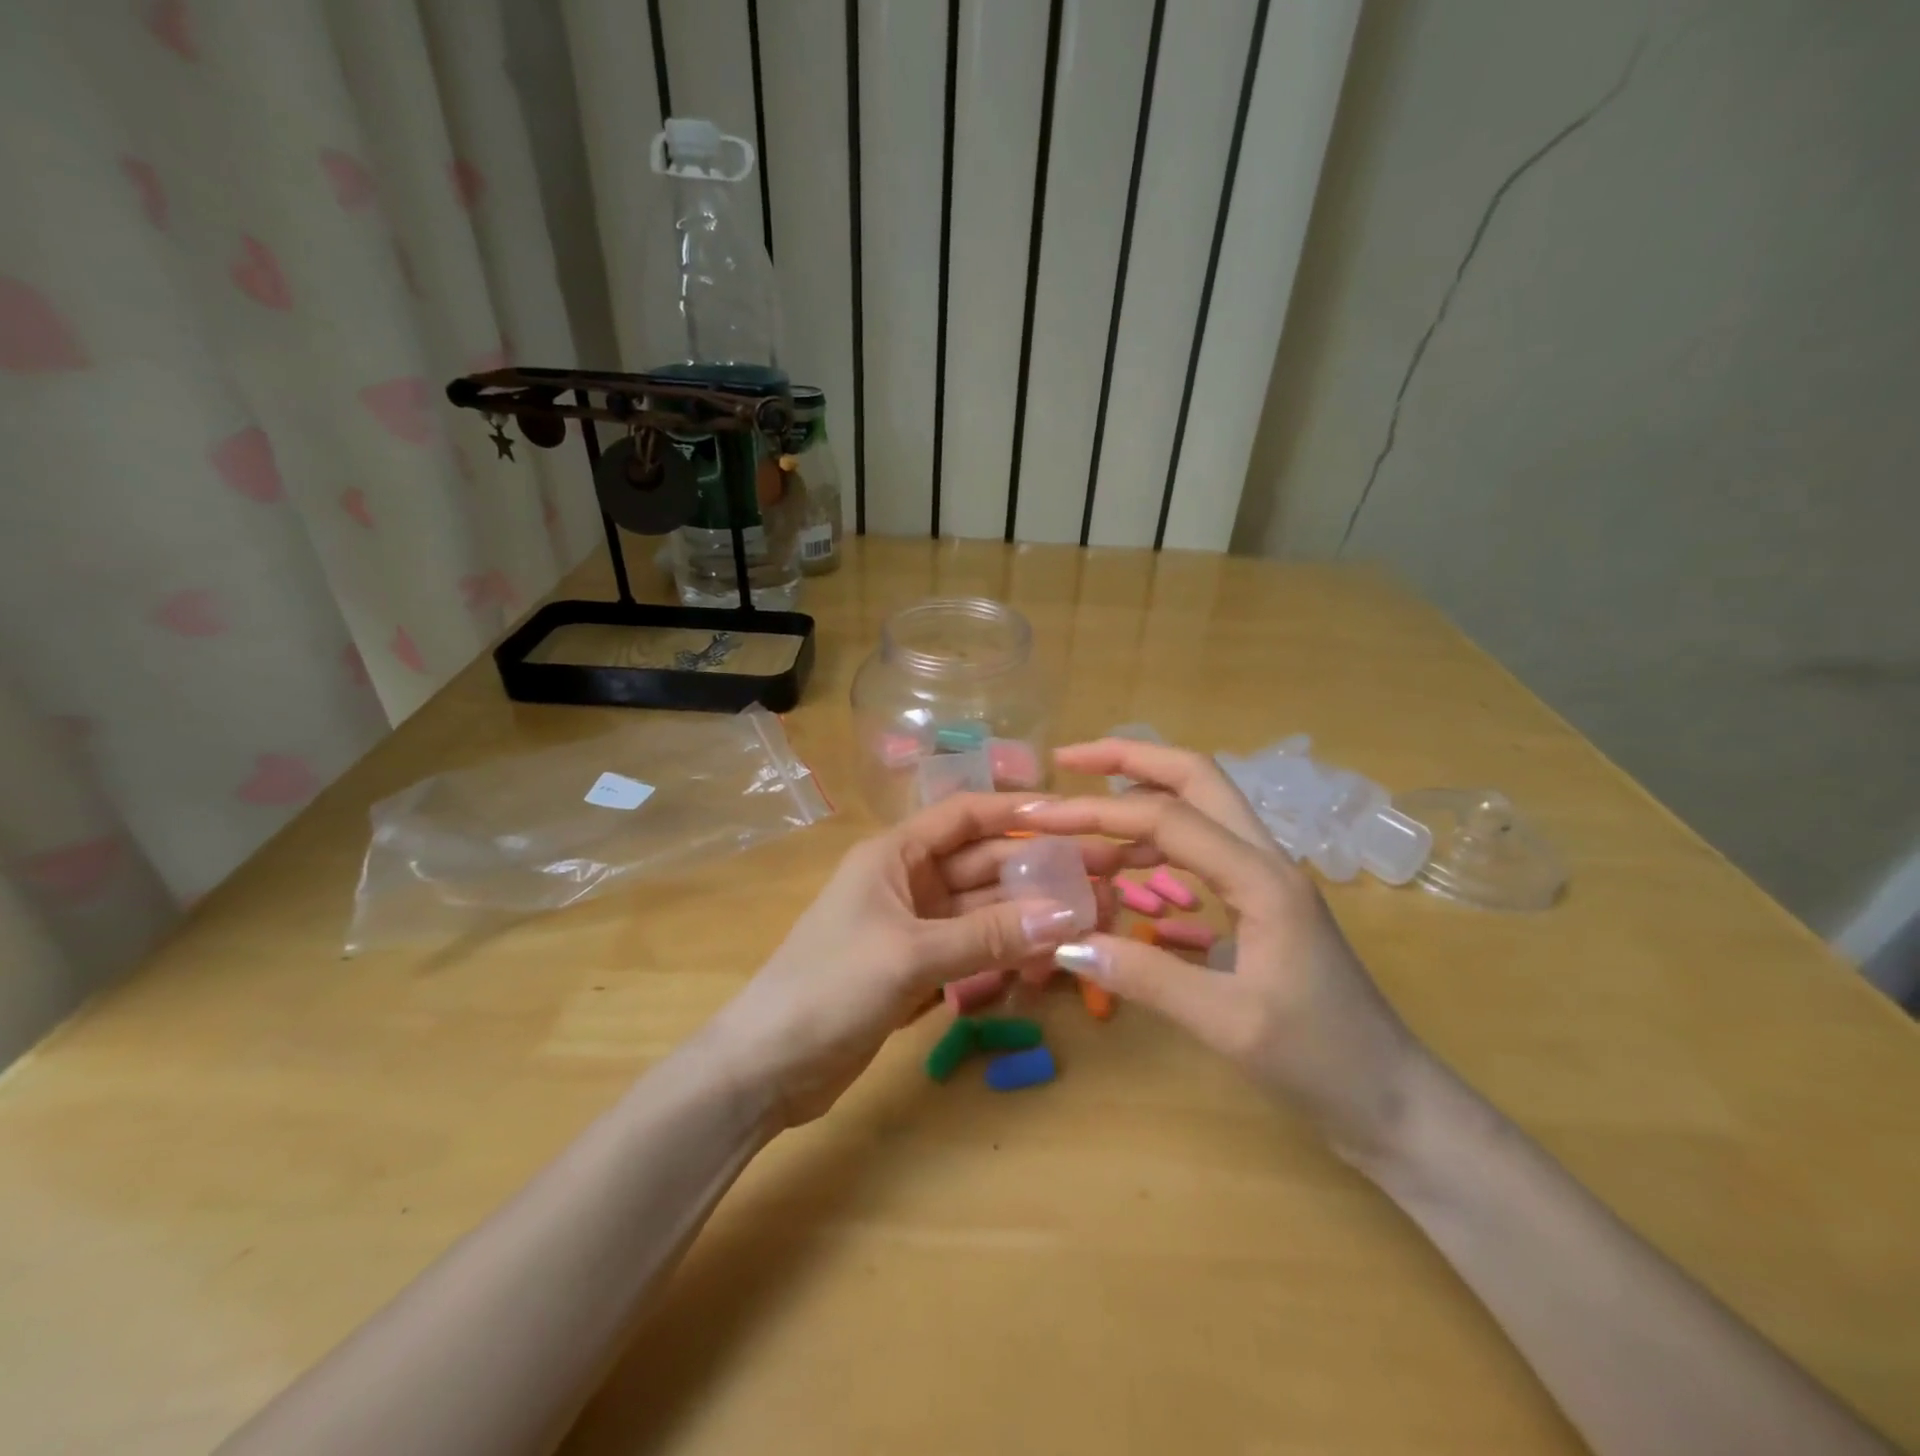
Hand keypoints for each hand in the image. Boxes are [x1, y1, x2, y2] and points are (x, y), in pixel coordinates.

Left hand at [708, 792, 1142, 1126]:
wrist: (766, 1067)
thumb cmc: (829, 988)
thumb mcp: (910, 955)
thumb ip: (989, 936)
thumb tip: (1068, 915)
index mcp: (895, 854)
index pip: (965, 816)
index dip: (1017, 811)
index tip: (1073, 817)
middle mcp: (908, 881)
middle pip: (983, 864)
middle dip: (1037, 870)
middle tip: (1102, 879)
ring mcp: (914, 927)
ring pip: (984, 910)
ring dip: (1028, 915)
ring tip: (1088, 921)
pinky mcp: (918, 969)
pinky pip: (974, 950)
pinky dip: (1006, 953)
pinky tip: (1046, 961)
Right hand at [1020, 740, 1428, 1162]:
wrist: (1394, 1102)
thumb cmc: (1321, 1062)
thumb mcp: (1228, 1025)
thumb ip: (1146, 978)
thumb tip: (1065, 939)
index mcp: (1260, 878)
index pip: (1165, 819)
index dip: (1096, 810)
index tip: (1039, 815)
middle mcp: (1266, 860)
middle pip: (1195, 777)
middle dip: (1129, 758)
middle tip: (1067, 760)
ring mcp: (1267, 878)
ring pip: (1200, 807)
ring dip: (1142, 796)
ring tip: (1084, 812)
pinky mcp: (1262, 901)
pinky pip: (1203, 848)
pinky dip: (1157, 841)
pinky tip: (1125, 866)